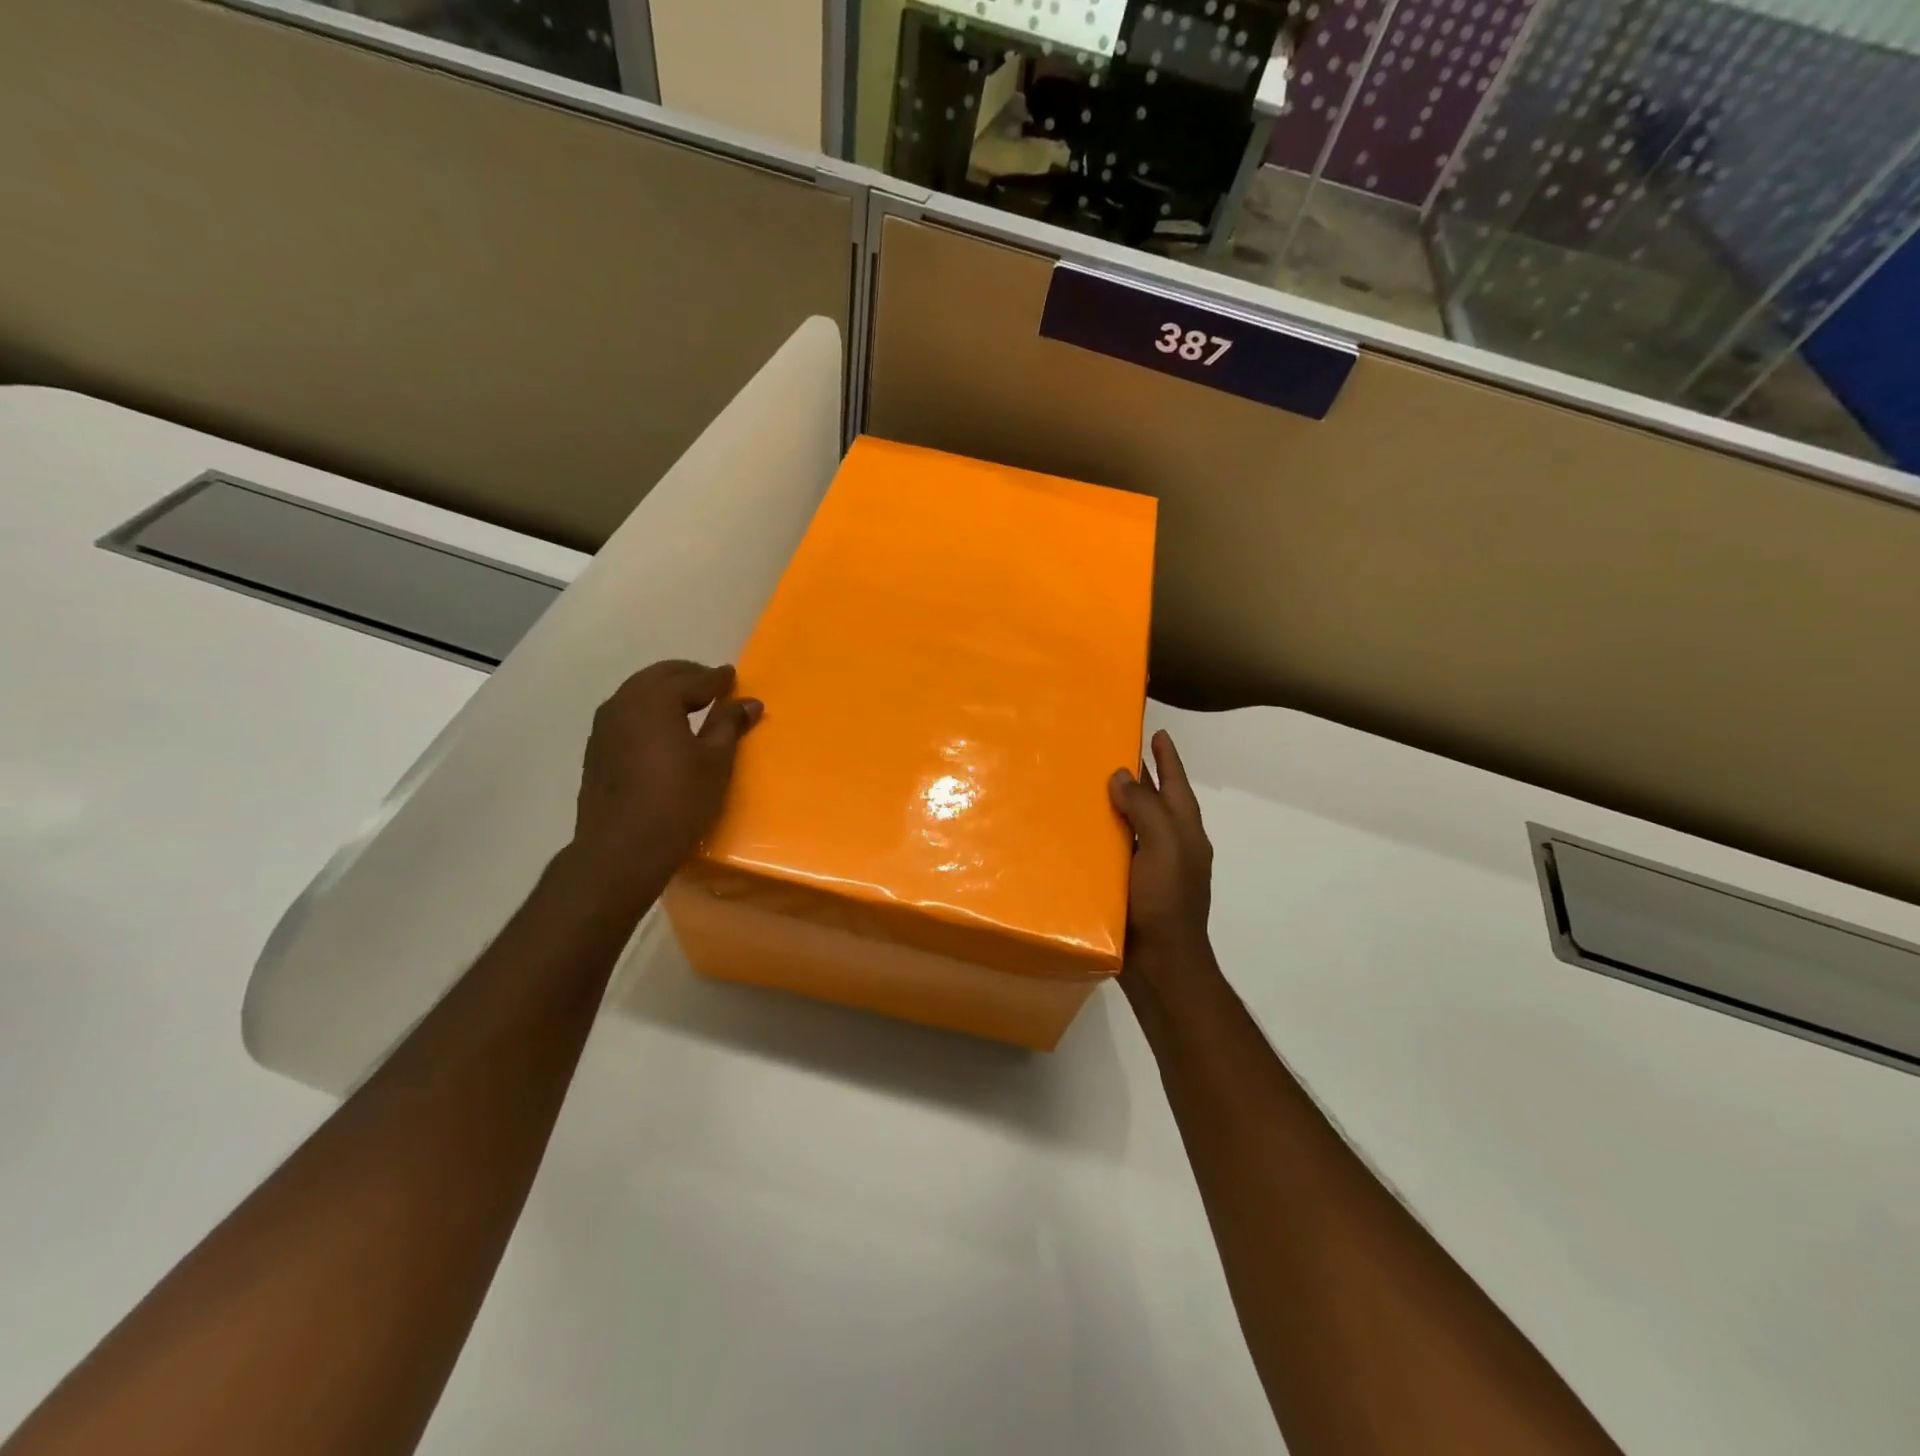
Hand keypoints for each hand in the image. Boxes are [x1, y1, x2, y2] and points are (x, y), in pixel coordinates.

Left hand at [572, 660, 761, 885]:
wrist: (621, 849)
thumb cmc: (678, 800)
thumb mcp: (715, 761)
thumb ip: (729, 724)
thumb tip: (749, 702)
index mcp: (654, 700)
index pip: (692, 679)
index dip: (716, 678)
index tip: (733, 676)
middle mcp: (623, 703)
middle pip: (659, 677)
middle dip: (688, 676)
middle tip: (713, 686)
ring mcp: (604, 726)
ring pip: (638, 694)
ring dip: (665, 692)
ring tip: (691, 705)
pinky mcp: (596, 749)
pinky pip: (626, 714)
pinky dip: (648, 711)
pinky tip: (662, 730)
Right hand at [1109, 730, 1215, 986]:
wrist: (1160, 963)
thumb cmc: (1166, 901)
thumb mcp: (1164, 847)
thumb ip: (1146, 808)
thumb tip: (1123, 776)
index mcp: (1185, 832)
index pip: (1176, 784)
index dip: (1168, 758)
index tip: (1158, 731)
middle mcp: (1171, 845)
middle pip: (1155, 800)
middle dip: (1141, 776)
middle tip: (1114, 750)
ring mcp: (1151, 867)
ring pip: (1134, 823)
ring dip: (1118, 803)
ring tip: (1090, 782)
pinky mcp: (1129, 886)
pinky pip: (1116, 848)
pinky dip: (1103, 833)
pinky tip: (1079, 830)